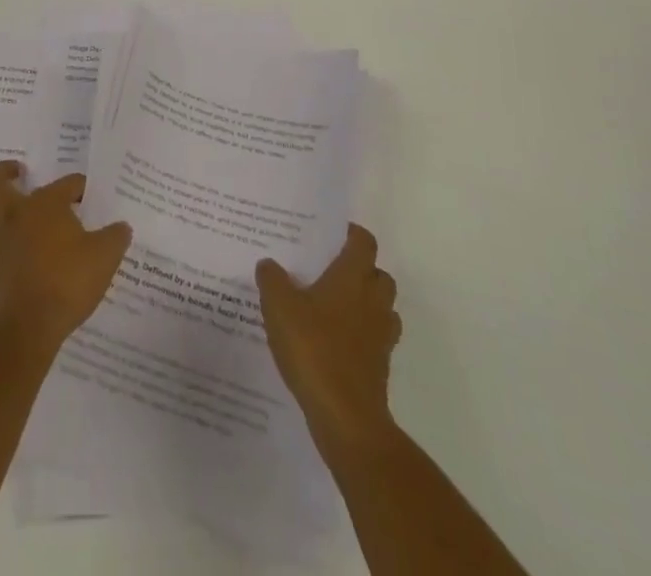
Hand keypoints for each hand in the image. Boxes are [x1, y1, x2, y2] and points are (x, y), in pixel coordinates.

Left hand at [0, 162, 131, 354]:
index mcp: (46, 204)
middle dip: (3, 173)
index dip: (79, 187)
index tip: (87, 195)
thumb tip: (122, 227)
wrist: (32, 324)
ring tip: (2, 219)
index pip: (66, 183)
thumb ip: (116, 237)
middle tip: (17, 173)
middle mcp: (15, 216)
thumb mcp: (106, 256)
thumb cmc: (70, 280)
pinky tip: (1, 260)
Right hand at [256, 224, 401, 452]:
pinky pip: (375, 338)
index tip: (331, 235)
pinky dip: (361, 335)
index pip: (363, 241)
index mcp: (353, 277)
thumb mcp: (279, 307)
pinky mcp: (380, 366)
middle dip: (360, 270)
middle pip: (378, 274)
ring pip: (381, 307)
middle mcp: (373, 300)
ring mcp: (381, 335)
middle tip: (329, 272)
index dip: (351, 234)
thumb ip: (272, 280)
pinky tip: (333, 343)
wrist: (346, 417)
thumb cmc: (314, 349)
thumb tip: (269, 264)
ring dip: (364, 304)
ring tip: (331, 308)